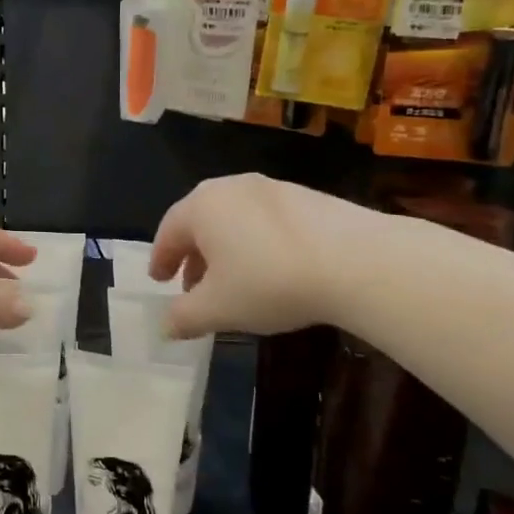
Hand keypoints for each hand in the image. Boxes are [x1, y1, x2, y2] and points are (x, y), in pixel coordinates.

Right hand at [150, 174, 381, 338]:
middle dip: (193, 255)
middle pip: (201, 221)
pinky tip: (274, 271)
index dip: (161, 258)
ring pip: (235, 219)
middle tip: (192, 286)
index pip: (169, 230)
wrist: (355, 261)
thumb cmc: (270, 282)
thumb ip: (184, 317)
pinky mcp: (308, 197)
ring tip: (234, 282)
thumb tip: (165, 326)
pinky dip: (258, 243)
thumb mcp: (218, 309)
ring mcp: (272, 188)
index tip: (159, 279)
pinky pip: (267, 220)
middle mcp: (232, 188)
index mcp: (201, 206)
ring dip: (226, 250)